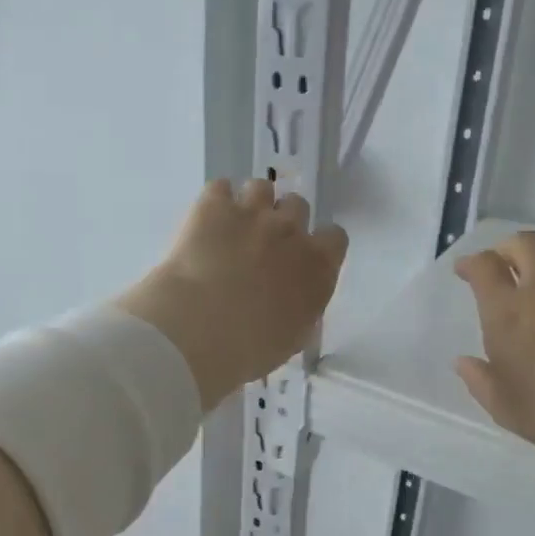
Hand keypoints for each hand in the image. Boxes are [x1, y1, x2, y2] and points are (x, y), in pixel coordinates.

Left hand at [119, 178, 348, 410]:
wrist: (200, 329)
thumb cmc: (250, 348)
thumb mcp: (291, 337)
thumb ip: (300, 308)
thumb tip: (292, 301)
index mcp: (318, 267)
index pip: (334, 237)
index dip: (318, 244)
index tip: (301, 258)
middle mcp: (291, 231)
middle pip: (297, 205)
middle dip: (282, 221)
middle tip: (261, 245)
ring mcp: (253, 213)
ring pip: (261, 187)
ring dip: (251, 204)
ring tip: (231, 227)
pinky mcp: (214, 205)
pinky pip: (220, 188)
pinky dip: (215, 202)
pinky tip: (204, 222)